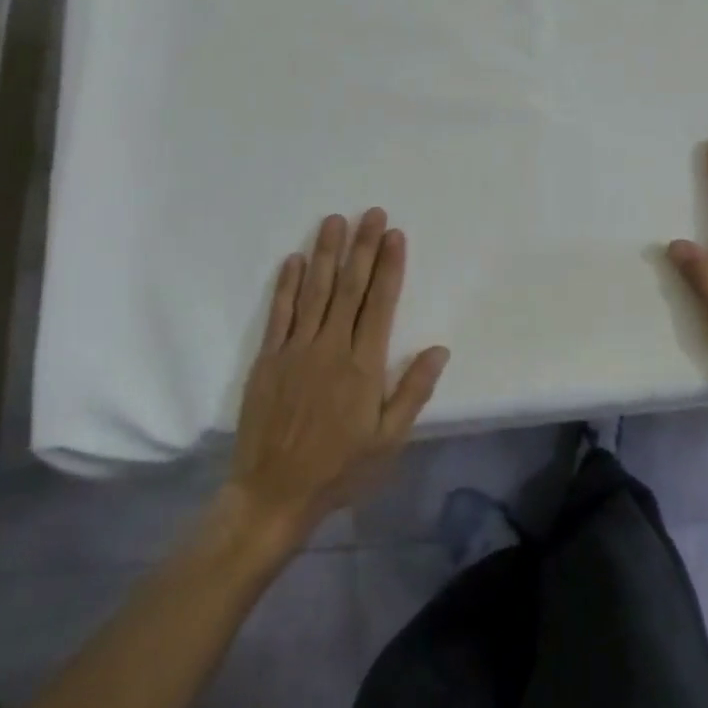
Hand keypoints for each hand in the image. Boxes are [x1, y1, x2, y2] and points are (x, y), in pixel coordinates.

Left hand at [227, 209, 449, 538]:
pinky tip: (294, 259)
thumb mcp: (389, 440)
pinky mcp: (268, 359)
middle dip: (362, 247)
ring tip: (334, 220)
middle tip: (370, 213)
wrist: (273, 494)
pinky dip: (287, 284)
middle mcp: (331, 348)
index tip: (394, 235)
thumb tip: (439, 349)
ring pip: (314, 291)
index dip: (389, 266)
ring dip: (325, 253)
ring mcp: (296, 350)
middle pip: (349, 288)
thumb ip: (413, 392)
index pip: (381, 304)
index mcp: (363, 366)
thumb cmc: (340, 468)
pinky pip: (279, 313)